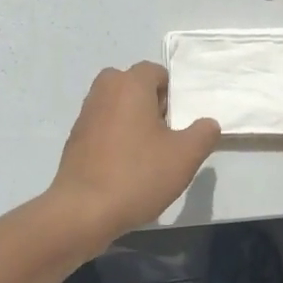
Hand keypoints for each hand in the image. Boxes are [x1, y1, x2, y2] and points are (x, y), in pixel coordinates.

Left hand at [44, 63, 220, 251]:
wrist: (83, 210)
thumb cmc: (137, 175)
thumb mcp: (185, 156)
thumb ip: (204, 133)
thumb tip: (208, 123)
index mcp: (130, 84)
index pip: (156, 72)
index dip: (172, 94)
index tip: (179, 122)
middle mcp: (104, 90)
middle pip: (135, 86)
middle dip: (152, 105)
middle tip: (166, 136)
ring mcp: (86, 113)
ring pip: (118, 105)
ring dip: (133, 121)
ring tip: (147, 154)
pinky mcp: (75, 137)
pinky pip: (103, 125)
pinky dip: (116, 136)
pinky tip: (125, 166)